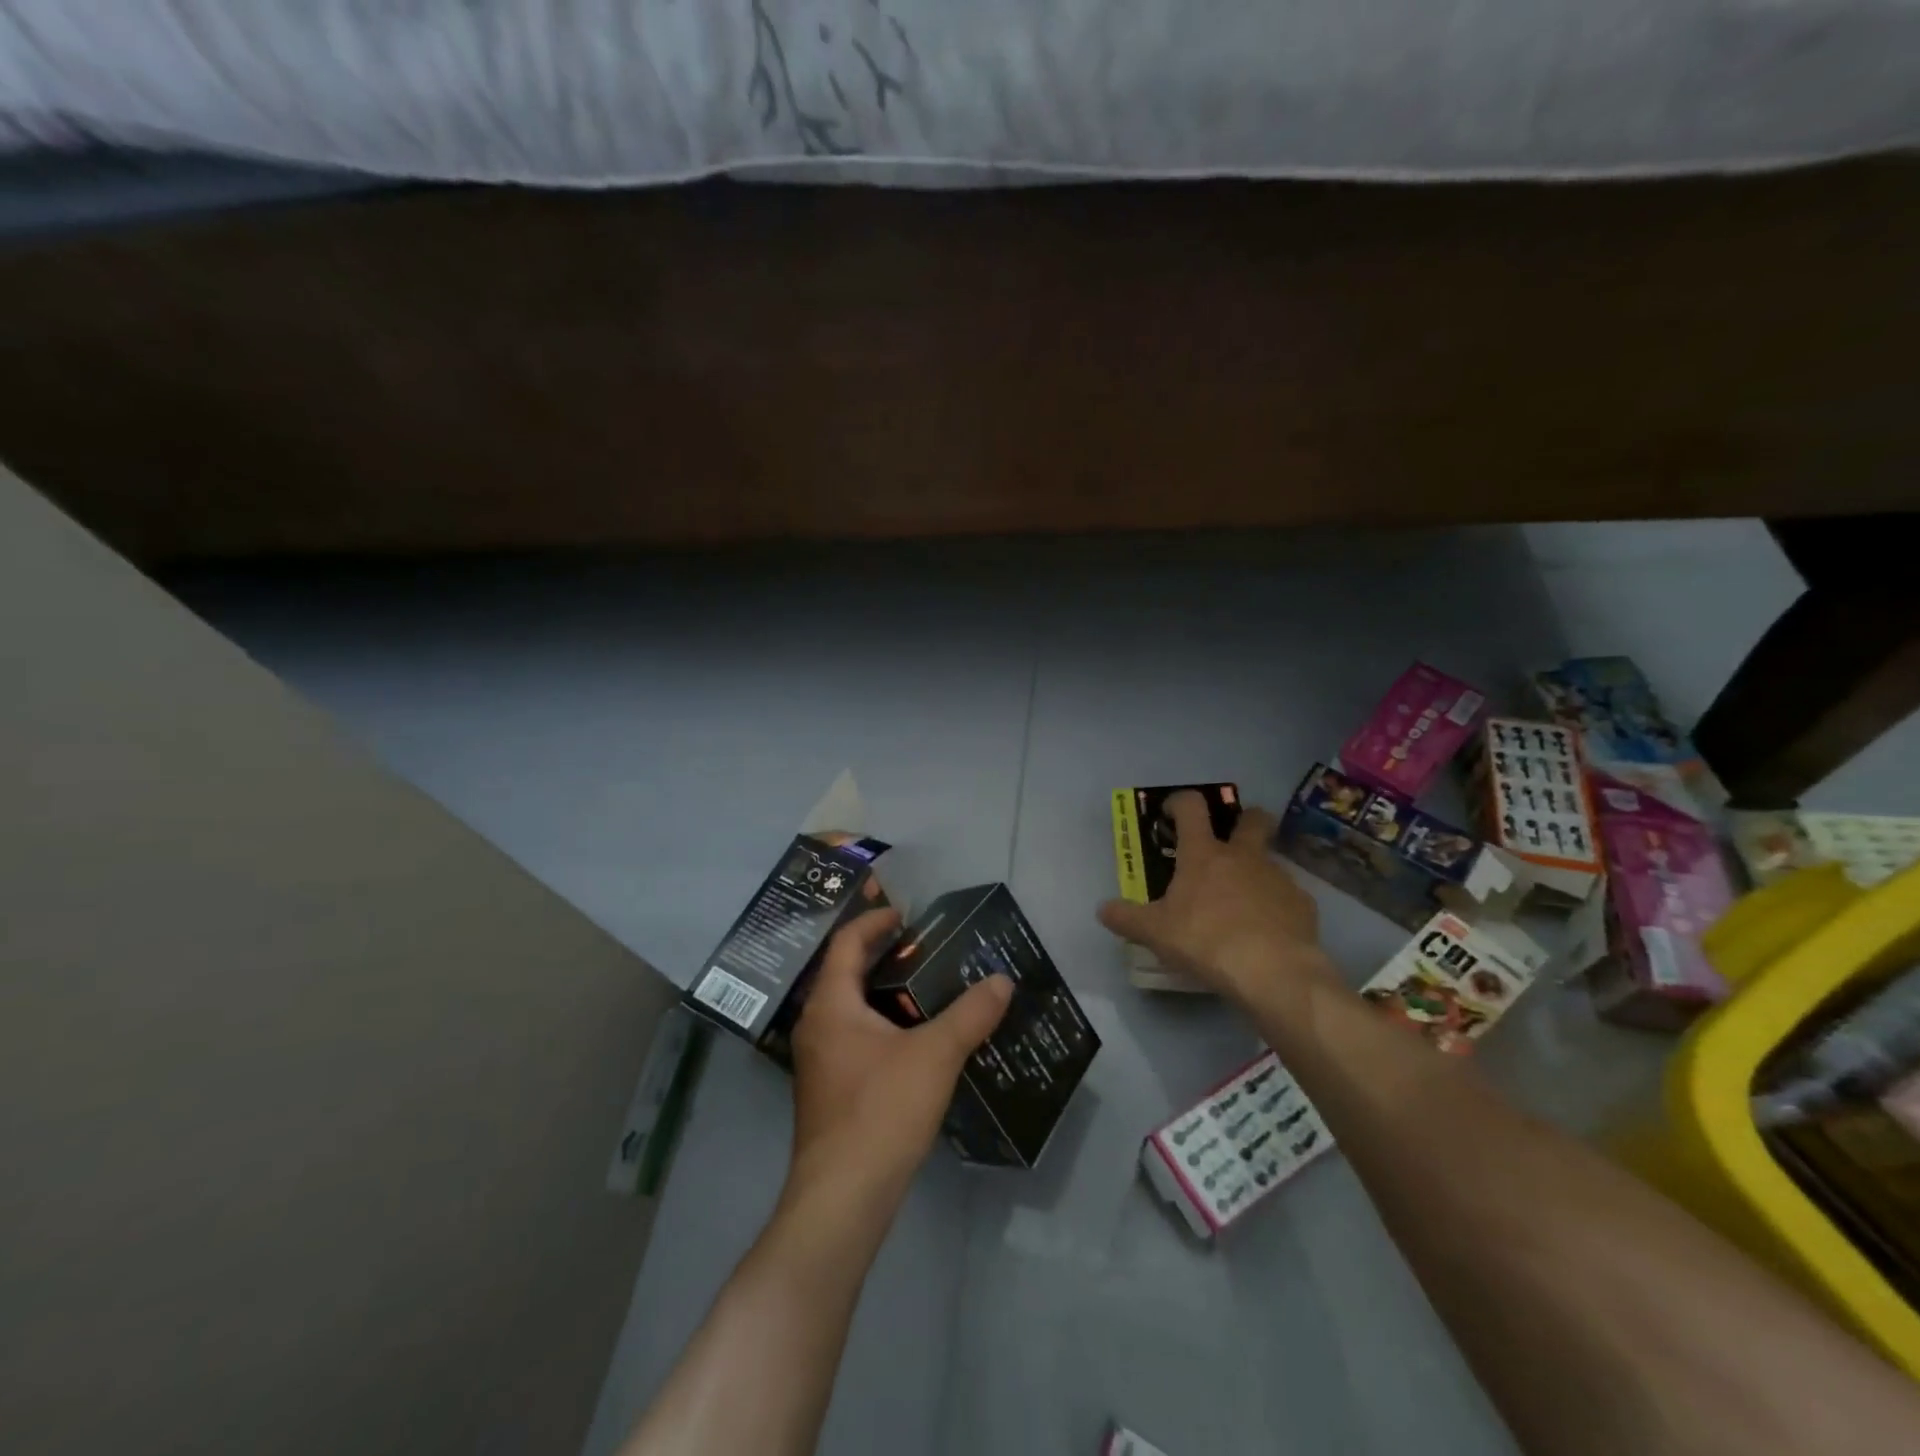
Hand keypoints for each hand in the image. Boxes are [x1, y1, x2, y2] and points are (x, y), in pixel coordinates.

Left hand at [787, 907, 1012, 1214]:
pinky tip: (914, 1035)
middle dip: (880, 953)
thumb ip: (970, 1015)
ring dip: (882, 989)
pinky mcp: (829, 1088)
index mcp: (830, 1004)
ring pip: (849, 1006)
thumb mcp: (935, 1055)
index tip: (906, 913)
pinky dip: (880, 1021)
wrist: (843, 1198)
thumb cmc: (882, 1111)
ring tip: (924, 984)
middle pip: (844, 971)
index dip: (874, 921)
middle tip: (922, 944)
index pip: (846, 943)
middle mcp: (816, 1025)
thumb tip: (1002, 981)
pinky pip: (853, 1035)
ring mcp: (818, 1059)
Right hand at [1098, 790, 1340, 1018]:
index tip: (1173, 812)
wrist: (1273, 971)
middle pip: (1252, 819)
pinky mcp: (1303, 905)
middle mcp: (1243, 856)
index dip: (1181, 802)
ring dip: (1257, 871)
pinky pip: (1288, 897)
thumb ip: (1127, 918)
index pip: (1192, 807)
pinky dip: (1276, 906)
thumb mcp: (1155, 933)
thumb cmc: (1205, 940)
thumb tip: (1102, 910)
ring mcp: (1278, 877)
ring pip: (1270, 860)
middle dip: (1244, 821)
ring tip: (1243, 902)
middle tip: (1231, 841)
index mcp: (1204, 854)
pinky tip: (1267, 931)